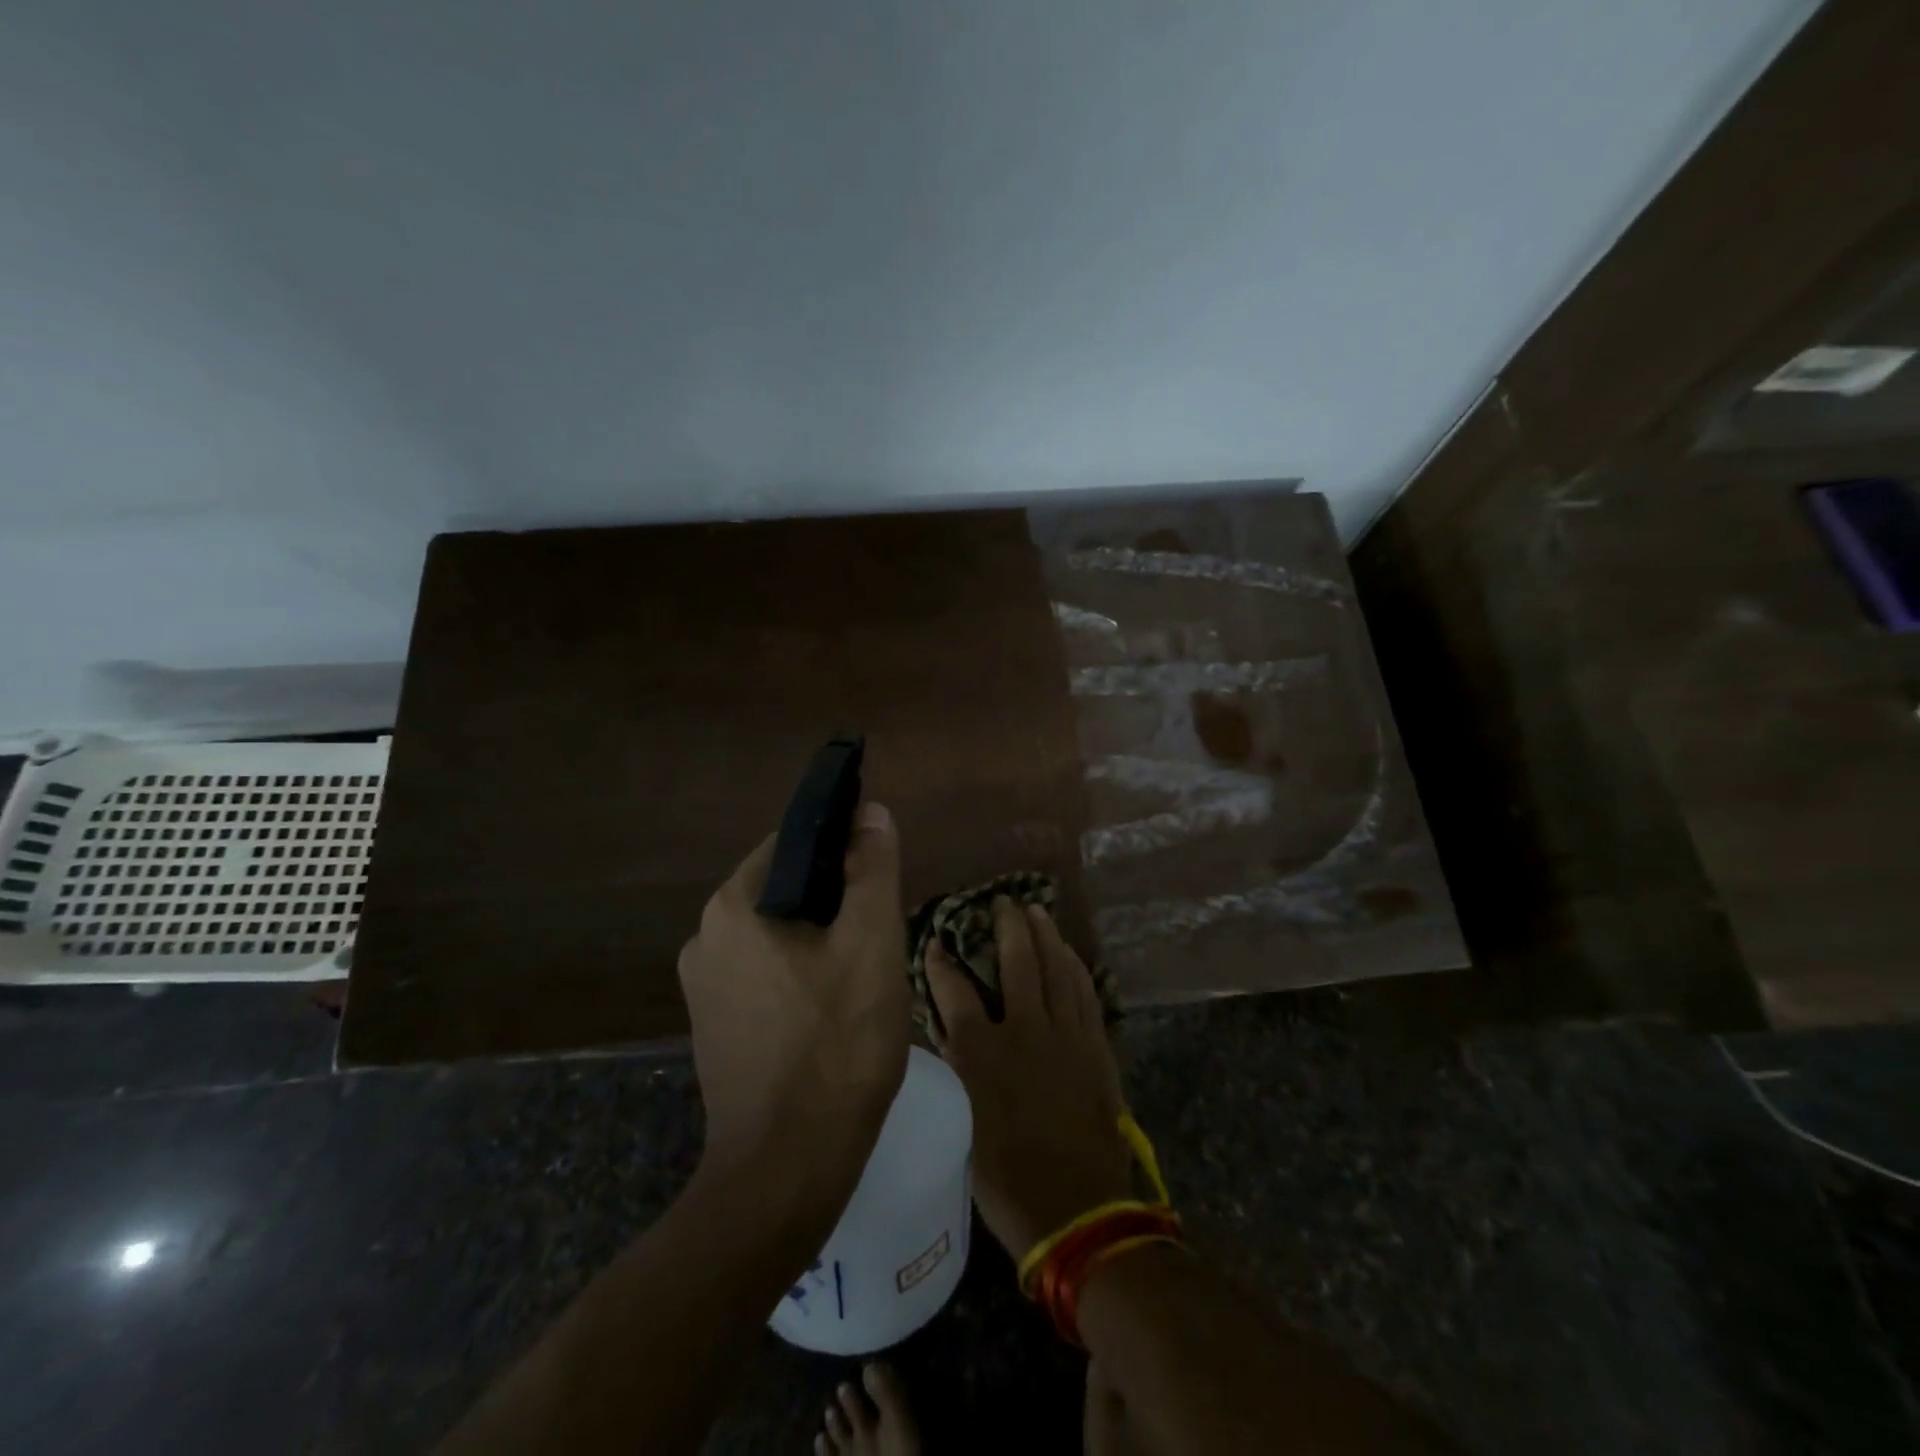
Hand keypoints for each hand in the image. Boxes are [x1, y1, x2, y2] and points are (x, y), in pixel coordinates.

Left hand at [677, 802, 910, 1194]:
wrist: (788, 1169)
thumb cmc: (837, 1044)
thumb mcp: (872, 944)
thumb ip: (872, 869)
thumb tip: (870, 813)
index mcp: (733, 906)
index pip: (793, 843)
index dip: (843, 846)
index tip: (881, 872)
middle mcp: (704, 937)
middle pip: (785, 889)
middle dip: (836, 898)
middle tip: (883, 928)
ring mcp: (703, 987)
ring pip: (777, 934)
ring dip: (821, 938)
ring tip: (866, 967)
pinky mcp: (714, 1026)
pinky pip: (765, 974)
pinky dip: (801, 973)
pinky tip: (836, 1006)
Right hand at [924, 898, 1132, 1259]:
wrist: (1079, 1212)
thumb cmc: (1008, 1179)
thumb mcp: (964, 1126)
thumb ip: (958, 1070)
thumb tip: (947, 1033)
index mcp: (985, 1055)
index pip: (955, 993)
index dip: (942, 964)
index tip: (936, 942)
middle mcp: (1026, 1032)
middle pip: (1018, 963)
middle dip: (1008, 927)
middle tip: (1004, 901)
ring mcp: (1067, 1036)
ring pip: (1058, 970)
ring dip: (1047, 937)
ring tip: (1038, 912)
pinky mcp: (1095, 1048)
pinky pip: (1086, 994)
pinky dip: (1076, 968)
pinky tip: (1071, 955)